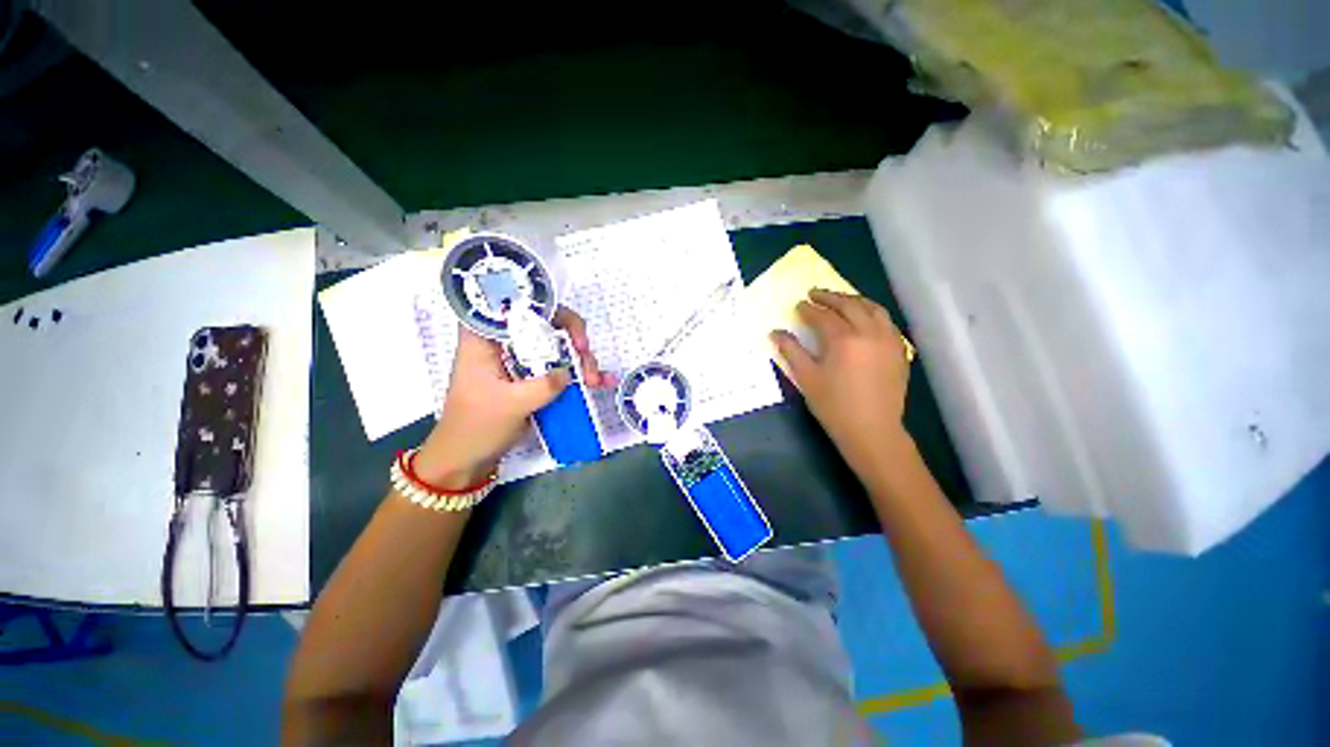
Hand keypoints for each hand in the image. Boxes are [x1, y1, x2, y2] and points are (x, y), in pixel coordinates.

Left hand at [414, 308, 611, 489]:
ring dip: (581, 359)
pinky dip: (581, 374)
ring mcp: (521, 360)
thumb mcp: (510, 405)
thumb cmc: (475, 427)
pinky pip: (561, 368)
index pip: (515, 304)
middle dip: (572, 337)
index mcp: (485, 338)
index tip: (568, 330)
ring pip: (557, 345)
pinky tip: (602, 382)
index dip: (546, 307)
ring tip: (595, 380)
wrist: (466, 459)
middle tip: (586, 355)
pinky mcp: (533, 377)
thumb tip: (570, 372)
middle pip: (545, 322)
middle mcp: (505, 343)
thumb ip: (542, 386)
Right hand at [771, 289, 911, 472]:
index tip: (798, 306)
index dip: (808, 309)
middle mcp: (869, 332)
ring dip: (854, 300)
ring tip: (840, 300)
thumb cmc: (834, 406)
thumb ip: (791, 351)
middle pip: (849, 305)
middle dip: (830, 297)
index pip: (823, 316)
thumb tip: (775, 333)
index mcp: (843, 339)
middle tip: (815, 294)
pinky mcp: (899, 351)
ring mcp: (888, 340)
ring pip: (873, 308)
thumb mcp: (806, 378)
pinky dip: (872, 313)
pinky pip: (887, 322)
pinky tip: (865, 318)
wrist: (872, 430)